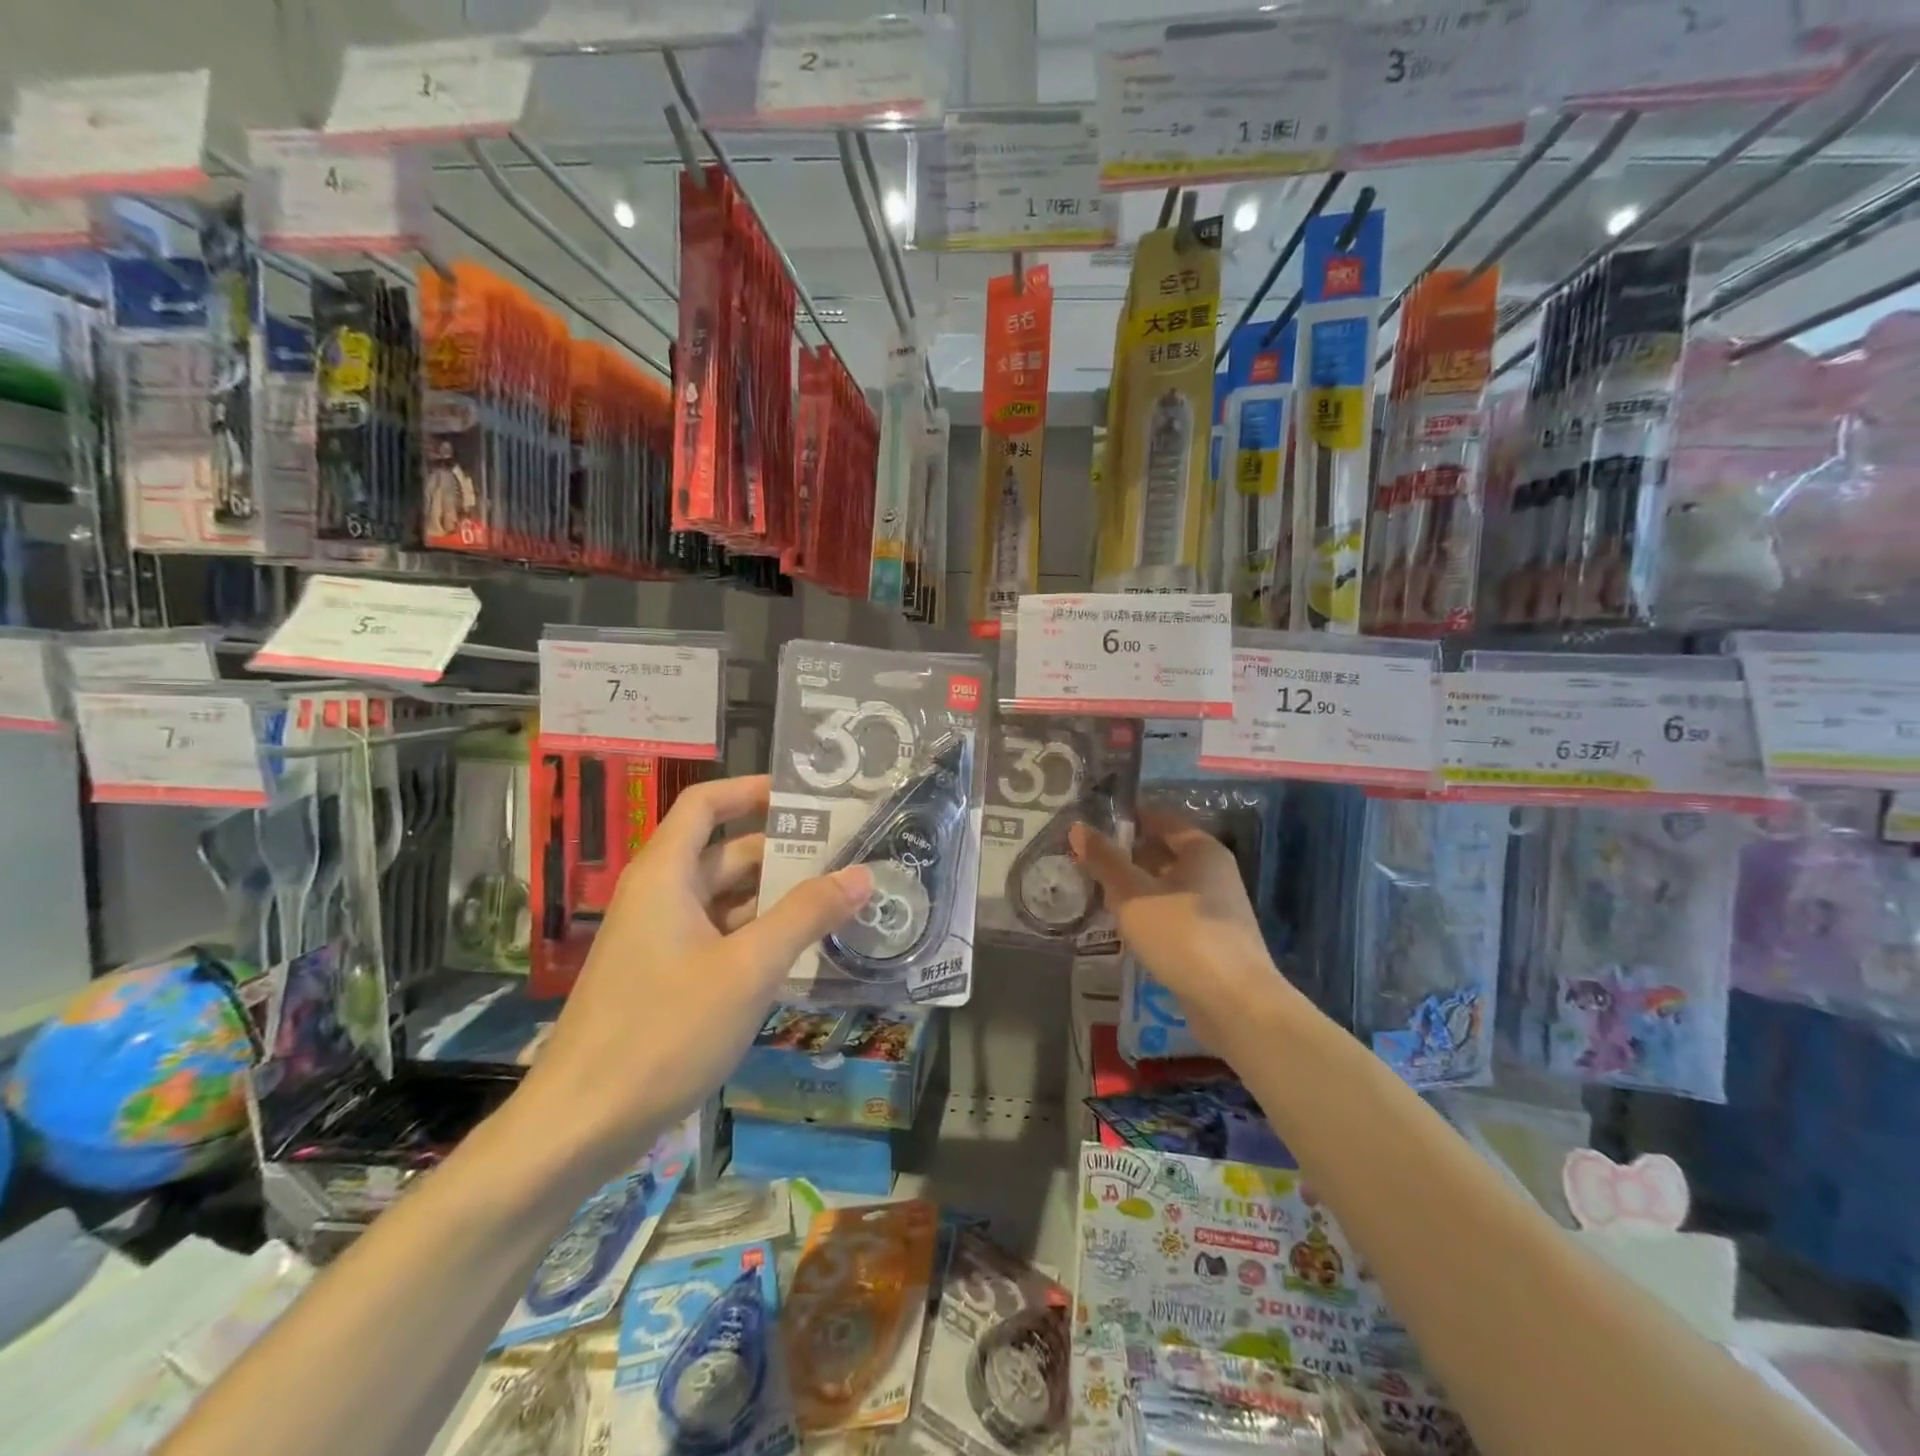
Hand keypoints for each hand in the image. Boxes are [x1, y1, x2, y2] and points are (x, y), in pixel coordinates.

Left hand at [514, 774, 872, 1175]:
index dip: (751, 791)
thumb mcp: (748, 968)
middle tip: (847, 855)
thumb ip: (806, 915)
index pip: (705, 804)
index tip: (806, 797)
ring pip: (726, 901)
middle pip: (725, 854)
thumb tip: (862, 874)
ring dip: (777, 900)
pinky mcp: (664, 979)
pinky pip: (719, 939)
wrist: (580, 1127)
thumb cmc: (664, 1032)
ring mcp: (660, 941)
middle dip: (783, 852)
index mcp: (666, 875)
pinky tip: (802, 954)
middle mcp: (660, 897)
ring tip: (839, 902)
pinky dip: (758, 937)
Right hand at [1070, 809, 1284, 1053]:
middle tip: (1086, 863)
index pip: (1159, 819)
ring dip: (1134, 889)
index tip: (1090, 828)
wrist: (1234, 1003)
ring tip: (1097, 895)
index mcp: (1201, 850)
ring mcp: (1216, 908)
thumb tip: (1078, 828)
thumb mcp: (1132, 893)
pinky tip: (1125, 928)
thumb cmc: (1182, 934)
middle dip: (1126, 857)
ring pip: (1166, 886)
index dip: (1125, 820)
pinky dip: (1149, 914)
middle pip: (1163, 853)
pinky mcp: (1212, 939)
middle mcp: (1214, 872)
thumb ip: (1104, 860)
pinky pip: (1173, 914)